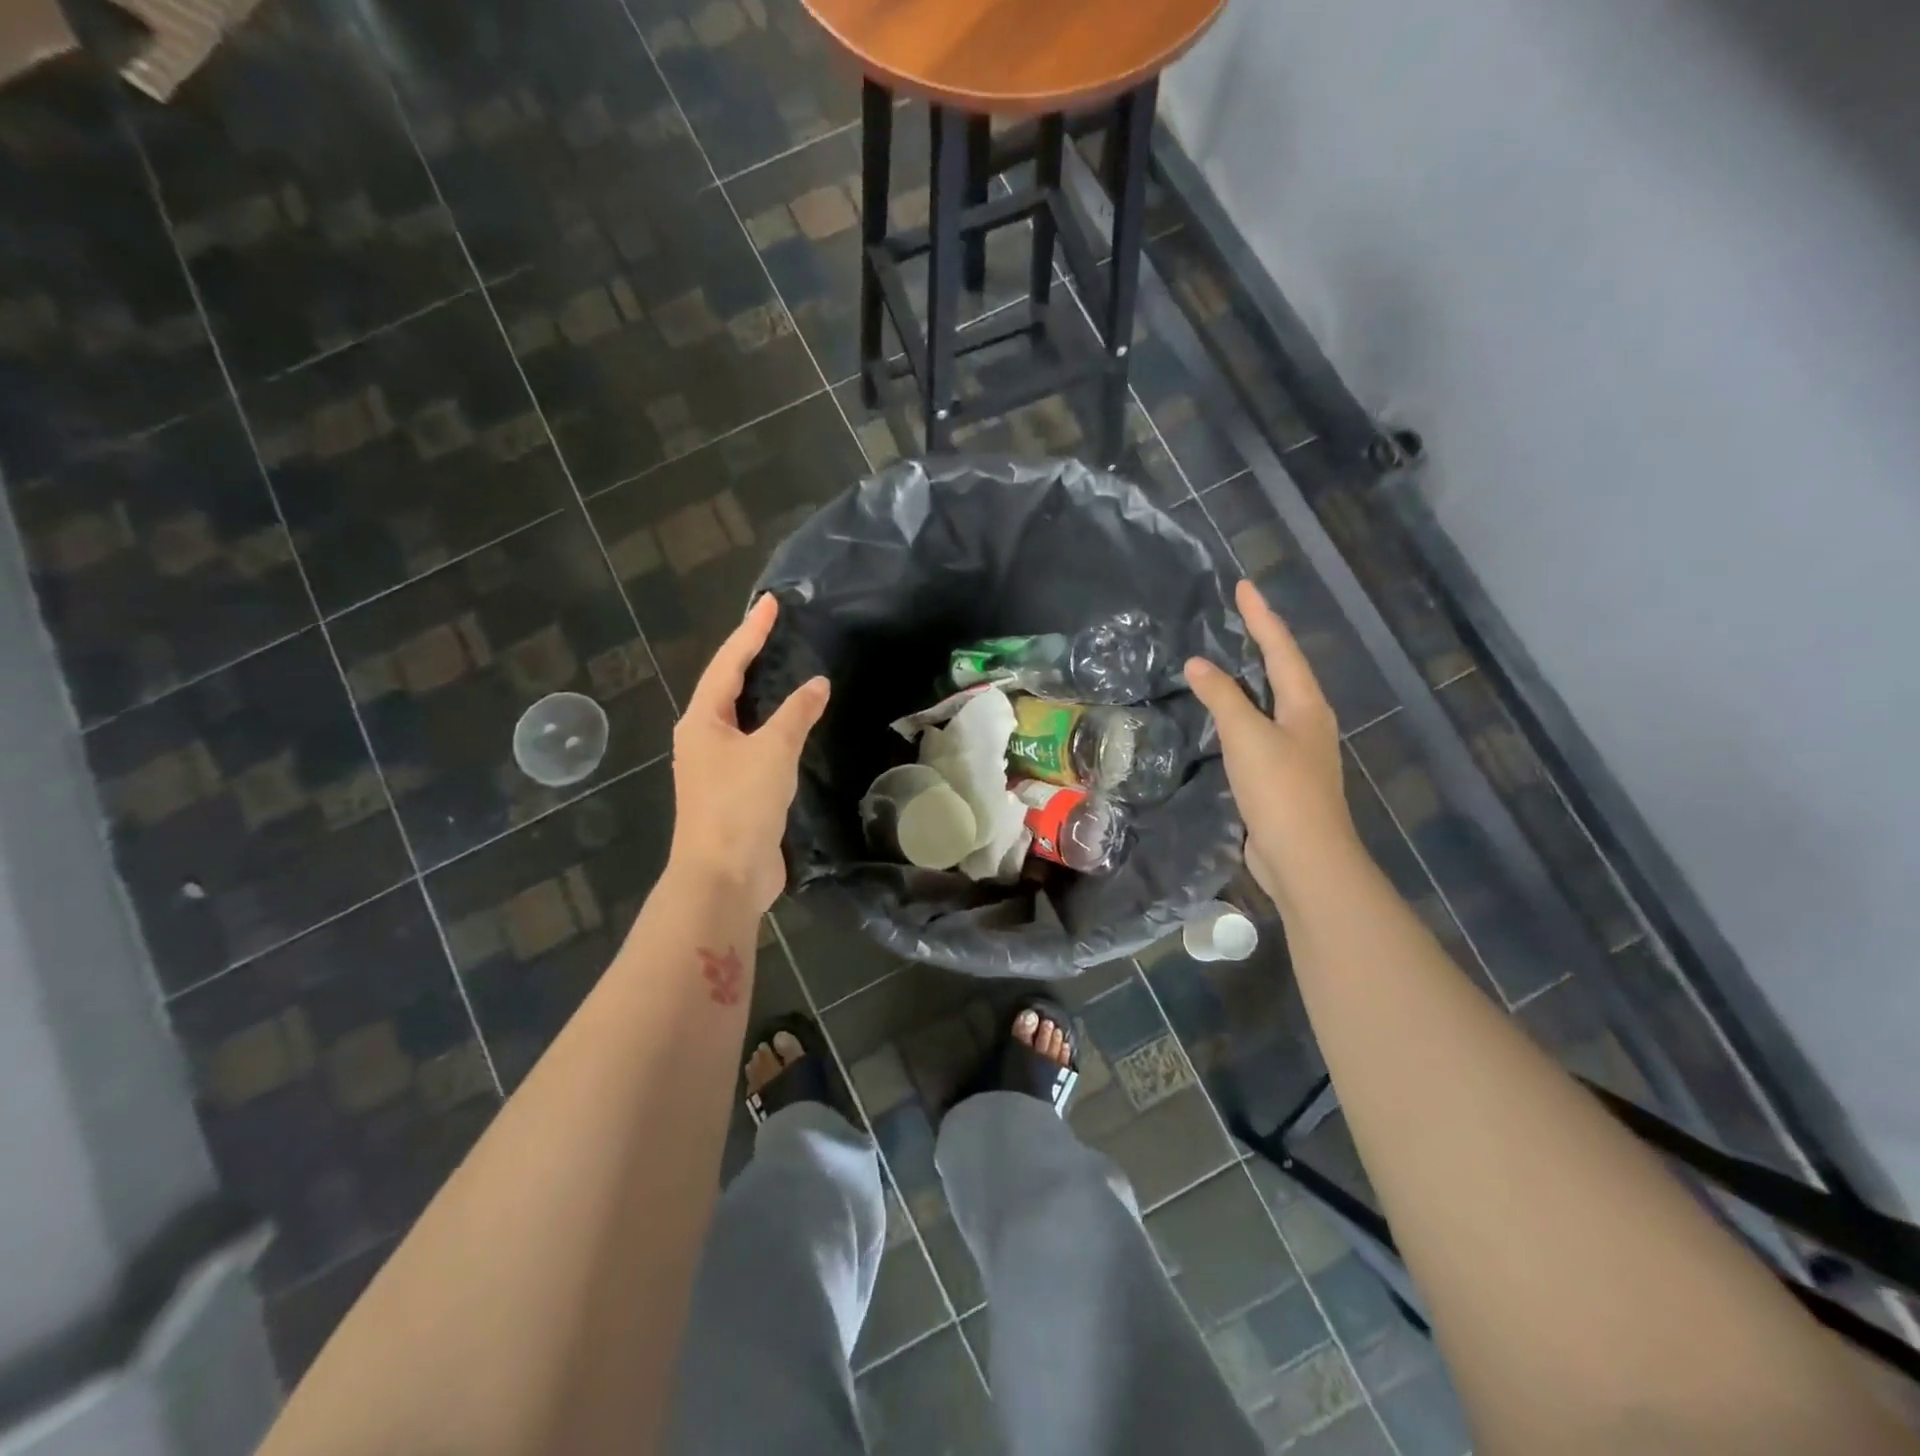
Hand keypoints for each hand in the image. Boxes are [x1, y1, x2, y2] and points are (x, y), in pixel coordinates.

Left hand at [668, 594, 829, 913]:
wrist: (724, 875)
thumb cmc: (740, 804)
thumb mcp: (772, 751)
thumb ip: (796, 713)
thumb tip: (818, 683)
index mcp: (702, 721)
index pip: (728, 663)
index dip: (751, 631)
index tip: (771, 603)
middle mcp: (703, 738)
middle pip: (728, 686)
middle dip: (751, 656)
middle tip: (777, 629)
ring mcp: (716, 767)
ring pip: (741, 717)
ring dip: (762, 692)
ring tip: (786, 668)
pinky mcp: (735, 791)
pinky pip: (755, 745)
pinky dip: (773, 727)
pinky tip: (793, 726)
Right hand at [1186, 579, 1361, 905]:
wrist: (1304, 858)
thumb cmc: (1280, 789)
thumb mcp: (1247, 736)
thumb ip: (1223, 697)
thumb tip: (1198, 662)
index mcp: (1306, 705)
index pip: (1281, 648)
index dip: (1262, 616)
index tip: (1244, 585)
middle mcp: (1307, 721)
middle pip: (1284, 671)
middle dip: (1263, 641)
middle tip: (1237, 616)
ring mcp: (1297, 751)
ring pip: (1273, 702)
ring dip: (1252, 678)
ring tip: (1229, 659)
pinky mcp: (1281, 777)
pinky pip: (1259, 730)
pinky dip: (1242, 713)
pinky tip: (1224, 718)